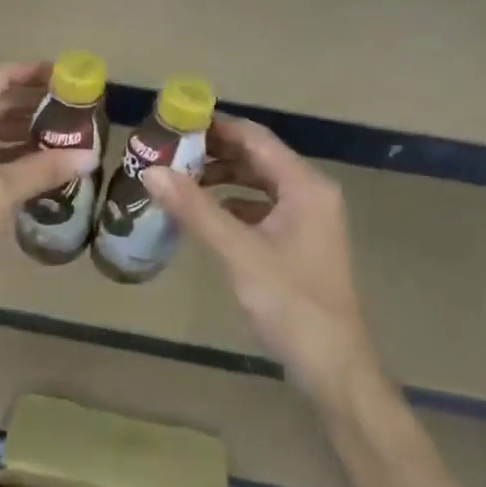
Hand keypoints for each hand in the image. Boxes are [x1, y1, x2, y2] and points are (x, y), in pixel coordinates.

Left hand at [0, 62, 94, 301]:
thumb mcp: (2, 190)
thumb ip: (45, 168)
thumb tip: (90, 156)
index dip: (32, 73)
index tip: (65, 76)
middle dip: (30, 103)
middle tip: (71, 107)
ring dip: (19, 127)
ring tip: (60, 132)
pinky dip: (4, 148)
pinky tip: (35, 158)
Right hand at [142, 116, 378, 397]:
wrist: (332, 365)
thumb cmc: (291, 303)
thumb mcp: (239, 252)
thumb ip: (195, 209)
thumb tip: (152, 171)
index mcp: (305, 186)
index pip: (255, 138)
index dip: (215, 126)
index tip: (173, 122)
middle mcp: (309, 194)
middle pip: (256, 157)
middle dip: (212, 152)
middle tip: (166, 151)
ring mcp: (305, 219)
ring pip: (257, 183)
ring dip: (220, 179)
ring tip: (176, 179)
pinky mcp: (297, 242)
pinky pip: (259, 209)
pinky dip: (230, 205)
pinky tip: (201, 214)